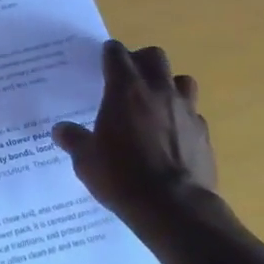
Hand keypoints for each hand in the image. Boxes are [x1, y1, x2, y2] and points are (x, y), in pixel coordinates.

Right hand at [51, 41, 216, 226]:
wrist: (175, 209)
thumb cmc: (122, 177)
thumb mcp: (86, 160)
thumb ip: (74, 140)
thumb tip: (60, 131)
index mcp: (125, 89)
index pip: (116, 53)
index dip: (109, 54)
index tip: (103, 61)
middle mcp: (157, 91)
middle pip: (155, 56)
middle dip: (142, 61)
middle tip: (130, 79)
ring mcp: (185, 110)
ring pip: (182, 79)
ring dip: (169, 85)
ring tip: (157, 103)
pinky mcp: (204, 133)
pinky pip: (195, 114)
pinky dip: (184, 118)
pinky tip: (174, 135)